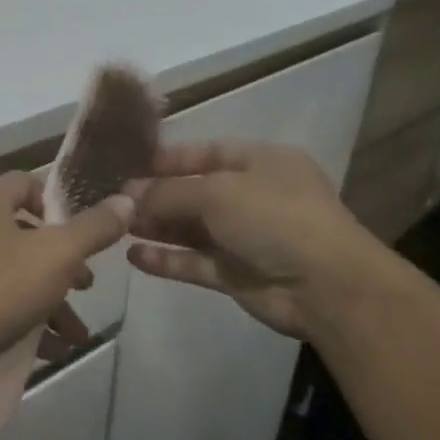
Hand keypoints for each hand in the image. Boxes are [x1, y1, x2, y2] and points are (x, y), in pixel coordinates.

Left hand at [0, 172, 132, 383]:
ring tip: (77, 333)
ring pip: (20, 275)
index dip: (58, 202)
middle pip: (28, 234)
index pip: (26, 183)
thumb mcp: (59, 254)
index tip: (83, 231)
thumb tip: (127, 200)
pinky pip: (3, 304)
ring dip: (54, 302)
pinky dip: (30, 322)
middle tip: (87, 286)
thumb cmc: (1, 288)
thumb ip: (95, 227)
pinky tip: (55, 349)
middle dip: (65, 264)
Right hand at [126, 142, 379, 341]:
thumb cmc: (274, 218)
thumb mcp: (217, 192)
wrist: (326, 287)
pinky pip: (195, 262)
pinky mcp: (237, 274)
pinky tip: (135, 257)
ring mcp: (246, 237)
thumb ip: (169, 192)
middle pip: (195, 192)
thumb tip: (130, 194)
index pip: (208, 153)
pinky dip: (167, 260)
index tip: (130, 166)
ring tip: (117, 227)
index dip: (169, 159)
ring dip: (157, 227)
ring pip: (192, 229)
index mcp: (260, 163)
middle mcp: (253, 196)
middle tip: (114, 201)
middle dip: (156, 196)